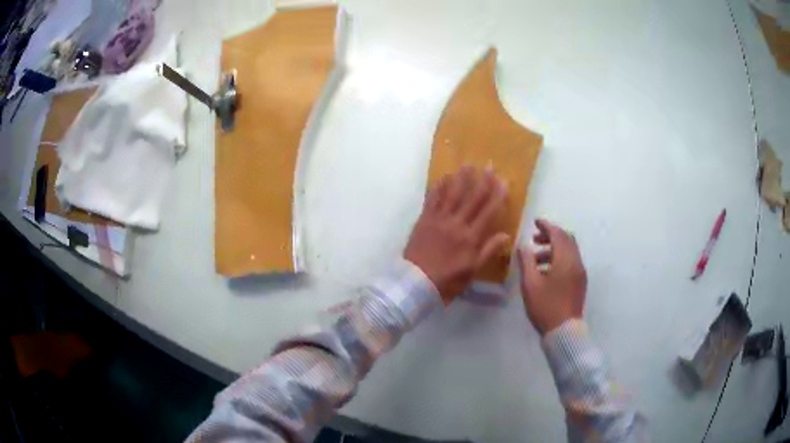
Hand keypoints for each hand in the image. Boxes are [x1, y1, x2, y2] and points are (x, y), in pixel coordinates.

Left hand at [404, 166, 510, 304]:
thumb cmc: (447, 280)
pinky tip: (443, 177)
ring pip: (452, 195)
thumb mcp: (472, 271)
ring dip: (461, 179)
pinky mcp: (424, 219)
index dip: (497, 195)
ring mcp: (439, 220)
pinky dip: (439, 187)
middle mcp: (456, 224)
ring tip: (467, 165)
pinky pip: (432, 199)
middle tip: (489, 165)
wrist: (416, 283)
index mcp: (470, 237)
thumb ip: (488, 251)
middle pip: (472, 198)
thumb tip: (506, 234)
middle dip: (482, 181)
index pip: (488, 212)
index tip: (504, 181)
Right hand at [517, 219, 586, 334]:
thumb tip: (523, 245)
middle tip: (535, 239)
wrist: (564, 331)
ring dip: (554, 248)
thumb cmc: (545, 306)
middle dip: (551, 235)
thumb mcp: (531, 284)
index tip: (535, 222)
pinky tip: (546, 271)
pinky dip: (560, 258)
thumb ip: (526, 261)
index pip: (558, 234)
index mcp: (565, 260)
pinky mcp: (580, 282)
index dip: (546, 226)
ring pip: (569, 251)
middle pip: (567, 239)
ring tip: (536, 259)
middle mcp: (576, 262)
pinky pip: (571, 261)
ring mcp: (580, 272)